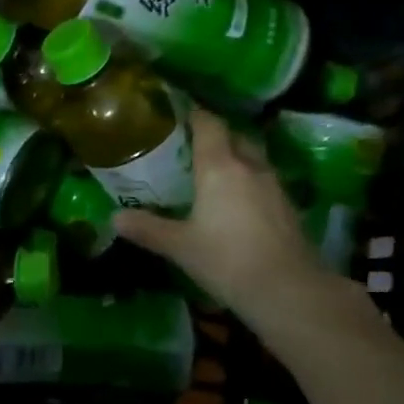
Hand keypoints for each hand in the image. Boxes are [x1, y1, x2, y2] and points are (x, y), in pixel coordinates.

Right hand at [114, 110, 356, 330]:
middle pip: (233, 136)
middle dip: (214, 136)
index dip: (193, 114)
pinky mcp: (288, 206)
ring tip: (211, 171)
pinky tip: (235, 201)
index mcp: (220, 166)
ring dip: (234, 158)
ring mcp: (274, 184)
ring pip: (251, 157)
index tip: (176, 113)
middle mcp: (249, 166)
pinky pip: (263, 179)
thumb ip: (147, 228)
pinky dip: (247, 180)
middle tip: (189, 146)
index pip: (208, 124)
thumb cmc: (226, 260)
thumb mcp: (179, 246)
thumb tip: (114, 218)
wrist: (289, 291)